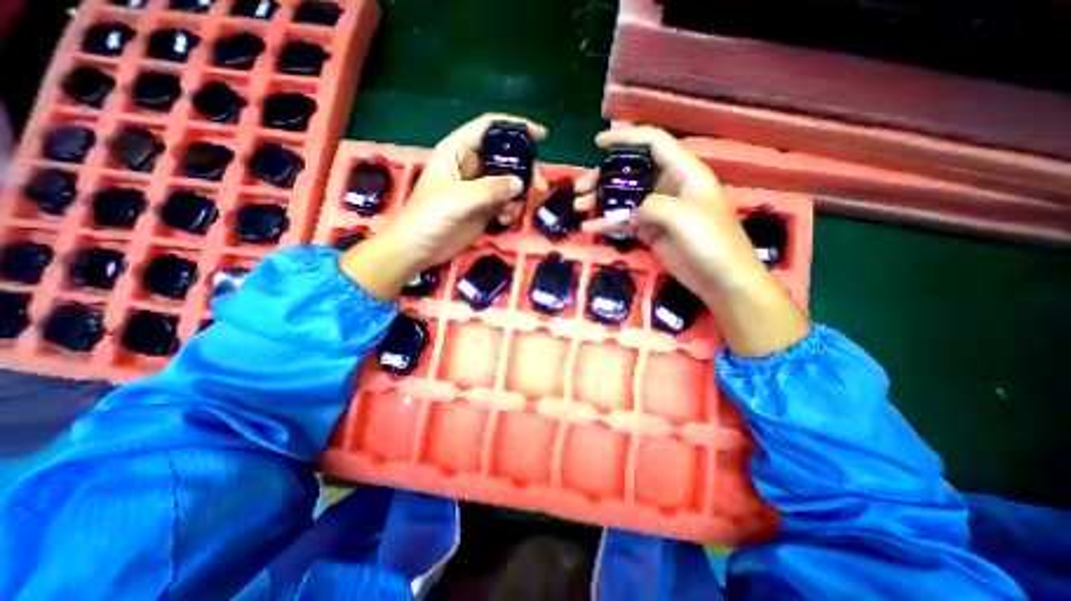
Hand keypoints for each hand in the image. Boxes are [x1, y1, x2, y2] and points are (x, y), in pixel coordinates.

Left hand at [342, 112, 546, 297]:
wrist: (419, 249)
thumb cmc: (428, 217)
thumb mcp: (457, 200)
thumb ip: (489, 189)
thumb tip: (520, 183)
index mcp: (457, 151)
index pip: (489, 128)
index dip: (515, 127)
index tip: (541, 136)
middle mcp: (471, 165)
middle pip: (506, 156)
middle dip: (525, 168)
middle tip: (540, 186)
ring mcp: (479, 188)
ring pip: (509, 181)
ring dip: (519, 194)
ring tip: (513, 212)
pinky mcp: (484, 207)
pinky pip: (506, 201)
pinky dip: (511, 209)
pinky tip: (504, 221)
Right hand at [572, 125, 806, 354]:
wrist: (722, 281)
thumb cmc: (713, 243)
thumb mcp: (684, 217)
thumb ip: (653, 206)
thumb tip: (630, 212)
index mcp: (684, 172)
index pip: (653, 143)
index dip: (626, 138)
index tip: (598, 143)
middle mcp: (669, 187)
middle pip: (631, 172)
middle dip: (603, 177)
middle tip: (579, 189)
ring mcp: (658, 211)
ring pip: (624, 198)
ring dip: (600, 200)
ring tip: (578, 207)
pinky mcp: (651, 232)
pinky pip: (624, 222)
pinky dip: (607, 223)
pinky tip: (589, 227)